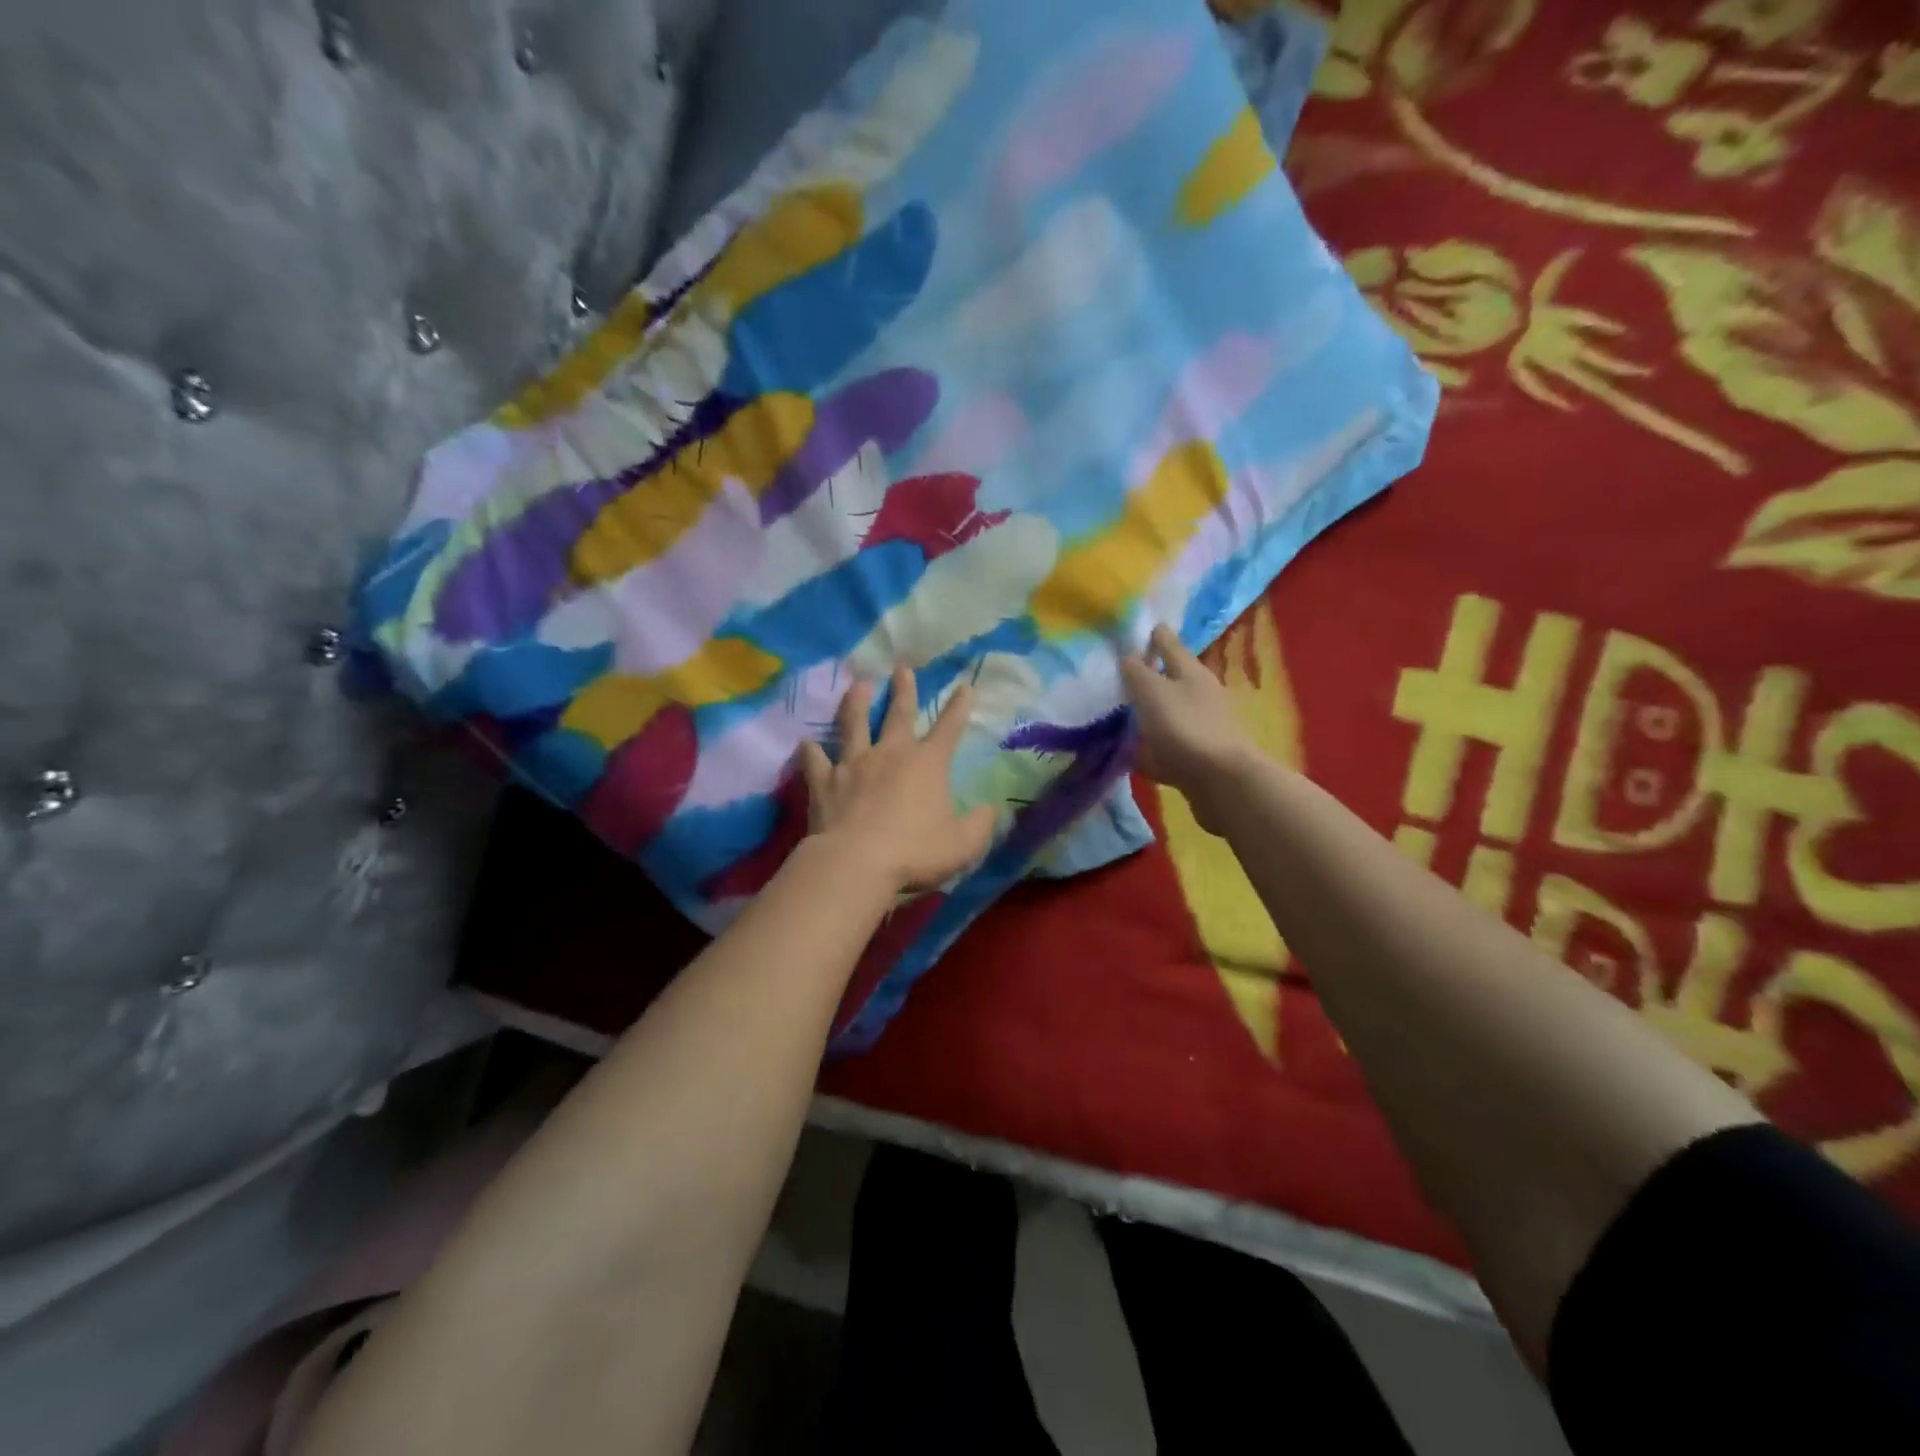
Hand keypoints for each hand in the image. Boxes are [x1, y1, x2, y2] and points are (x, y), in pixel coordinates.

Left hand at [798, 667, 996, 894]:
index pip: (949, 728)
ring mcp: (853, 765)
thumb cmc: (916, 852)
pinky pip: (815, 761)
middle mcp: (890, 754)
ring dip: (855, 703)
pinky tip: (806, 743)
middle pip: (899, 714)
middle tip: (902, 668)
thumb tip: (990, 810)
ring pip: (854, 725)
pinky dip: (810, 751)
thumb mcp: (964, 844)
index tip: (965, 686)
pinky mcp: (823, 783)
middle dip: (903, 690)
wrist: (856, 863)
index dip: (959, 706)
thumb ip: (980, 824)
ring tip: (857, 686)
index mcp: (927, 764)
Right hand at [1120, 624, 1256, 834]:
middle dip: (1150, 674)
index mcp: (1191, 672)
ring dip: (1150, 712)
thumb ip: (1136, 672)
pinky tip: (1132, 752)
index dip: (1154, 635)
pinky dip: (1151, 746)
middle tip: (1121, 673)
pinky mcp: (1197, 756)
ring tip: (1121, 714)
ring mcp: (1201, 726)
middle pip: (1171, 678)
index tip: (1141, 628)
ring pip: (1169, 712)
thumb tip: (1126, 654)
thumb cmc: (1184, 726)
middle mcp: (1200, 694)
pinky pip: (1167, 745)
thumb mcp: (1152, 692)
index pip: (1169, 643)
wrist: (1221, 781)